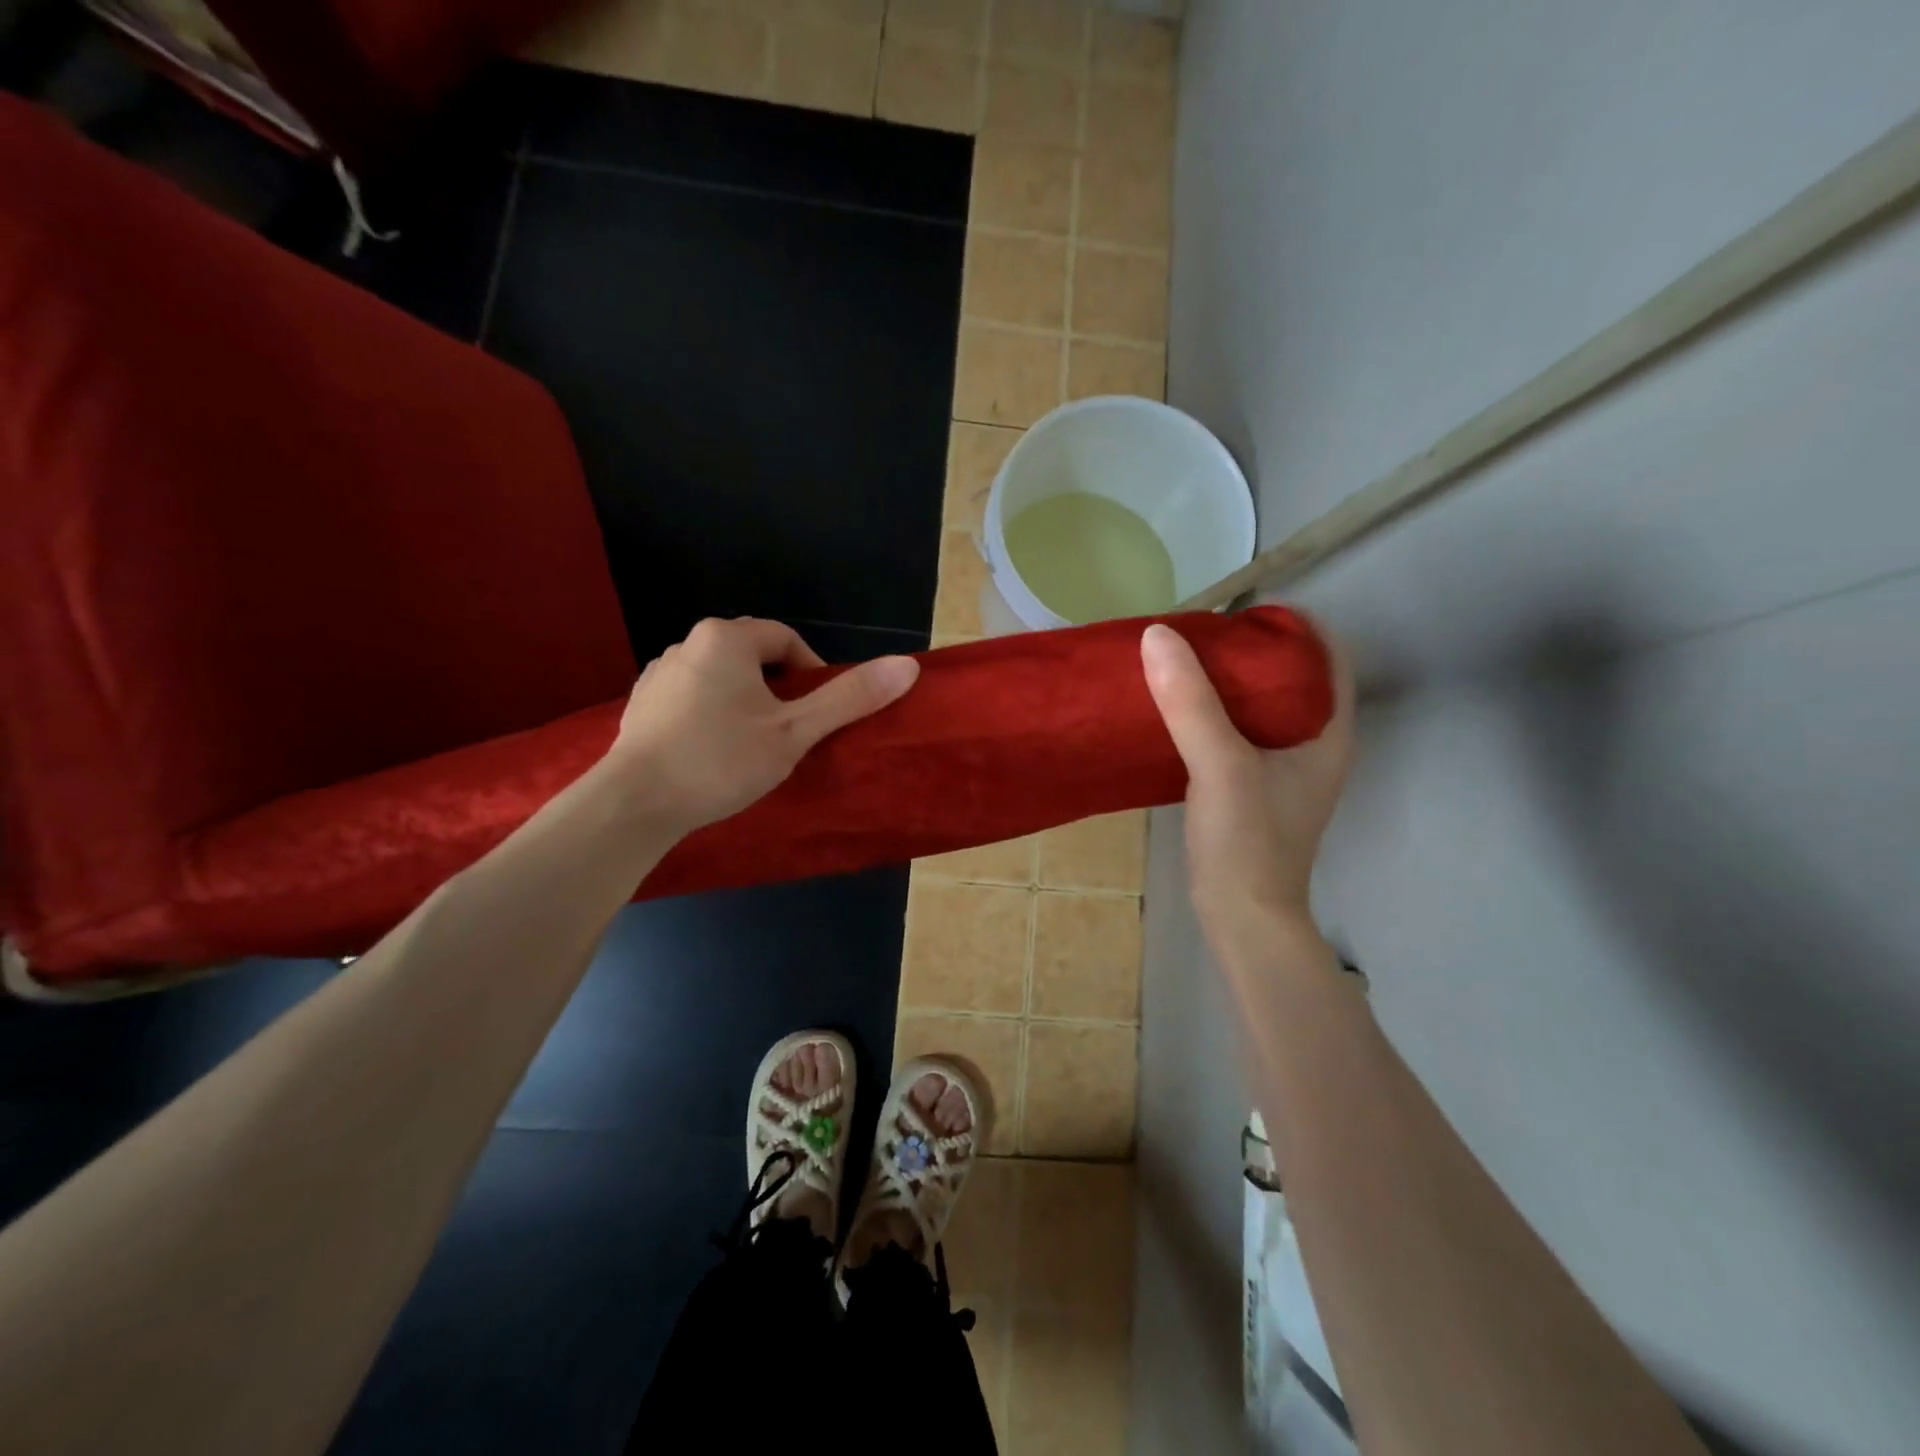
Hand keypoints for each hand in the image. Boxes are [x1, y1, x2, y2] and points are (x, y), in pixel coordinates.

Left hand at [606, 617, 918, 835]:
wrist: (634, 804)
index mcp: (725, 638)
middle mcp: (687, 643)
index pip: (787, 640)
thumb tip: (908, 665)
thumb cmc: (721, 760)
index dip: (813, 673)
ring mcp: (658, 674)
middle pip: (753, 657)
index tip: (817, 713)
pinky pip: (692, 698)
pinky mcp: (641, 704)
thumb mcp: (795, 731)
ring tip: (753, 748)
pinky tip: (713, 753)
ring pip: (722, 679)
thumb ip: (850, 697)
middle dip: (779, 690)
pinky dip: (712, 716)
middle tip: (790, 733)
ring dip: (745, 704)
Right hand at [1140, 618, 1354, 944]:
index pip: (1327, 655)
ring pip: (1260, 706)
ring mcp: (1284, 768)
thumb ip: (1192, 702)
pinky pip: (1236, 732)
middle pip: (1291, 677)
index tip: (1241, 611)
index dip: (1292, 625)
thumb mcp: (1220, 765)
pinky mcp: (1253, 787)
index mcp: (1328, 732)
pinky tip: (1176, 709)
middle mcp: (1314, 744)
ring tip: (1183, 662)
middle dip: (1250, 650)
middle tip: (1201, 633)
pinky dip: (1211, 713)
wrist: (1241, 917)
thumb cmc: (1248, 841)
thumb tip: (1158, 635)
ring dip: (1226, 682)